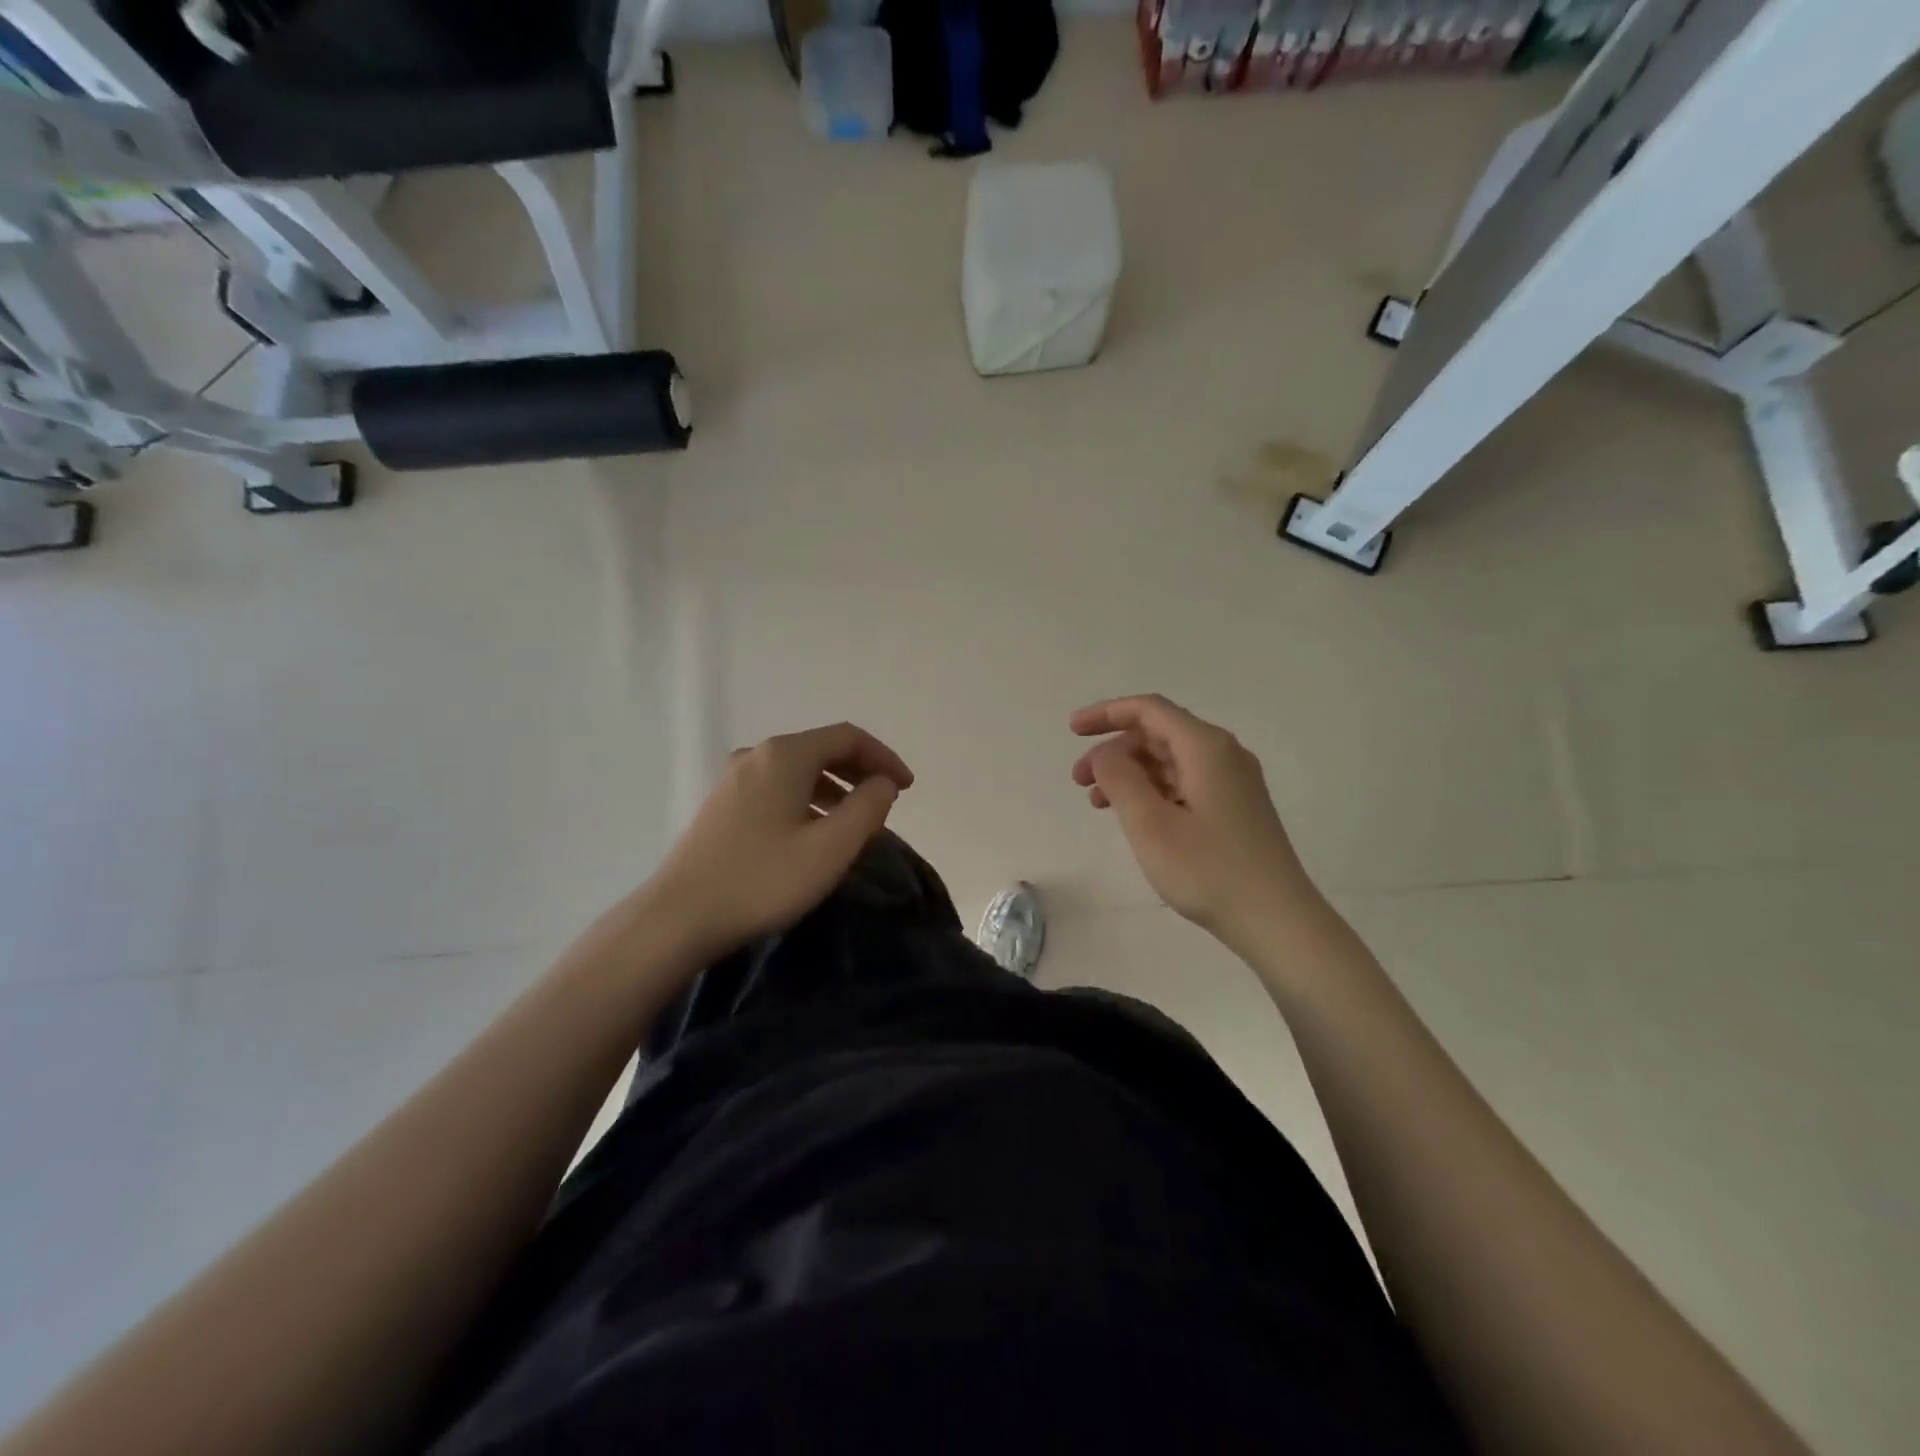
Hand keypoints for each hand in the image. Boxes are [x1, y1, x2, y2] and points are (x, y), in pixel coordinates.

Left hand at [646, 723, 912, 959]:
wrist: (679, 917)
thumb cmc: (763, 879)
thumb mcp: (831, 847)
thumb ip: (868, 808)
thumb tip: (882, 783)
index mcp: (786, 755)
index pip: (848, 737)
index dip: (884, 757)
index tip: (906, 788)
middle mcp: (757, 755)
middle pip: (822, 748)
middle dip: (860, 770)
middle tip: (886, 801)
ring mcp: (734, 779)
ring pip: (799, 770)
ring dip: (835, 787)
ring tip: (855, 822)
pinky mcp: (722, 805)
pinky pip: (778, 788)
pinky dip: (807, 799)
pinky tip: (813, 833)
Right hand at [1071, 695, 1317, 947]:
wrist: (1277, 921)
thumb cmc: (1208, 870)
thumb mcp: (1150, 824)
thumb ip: (1120, 778)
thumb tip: (1106, 753)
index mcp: (1206, 747)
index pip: (1149, 710)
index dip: (1106, 713)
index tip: (1072, 730)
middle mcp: (1224, 754)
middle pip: (1159, 733)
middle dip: (1114, 750)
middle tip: (1079, 780)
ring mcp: (1233, 782)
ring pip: (1170, 760)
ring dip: (1130, 773)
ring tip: (1098, 803)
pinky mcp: (1235, 809)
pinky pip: (1185, 782)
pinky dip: (1152, 791)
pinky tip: (1134, 817)